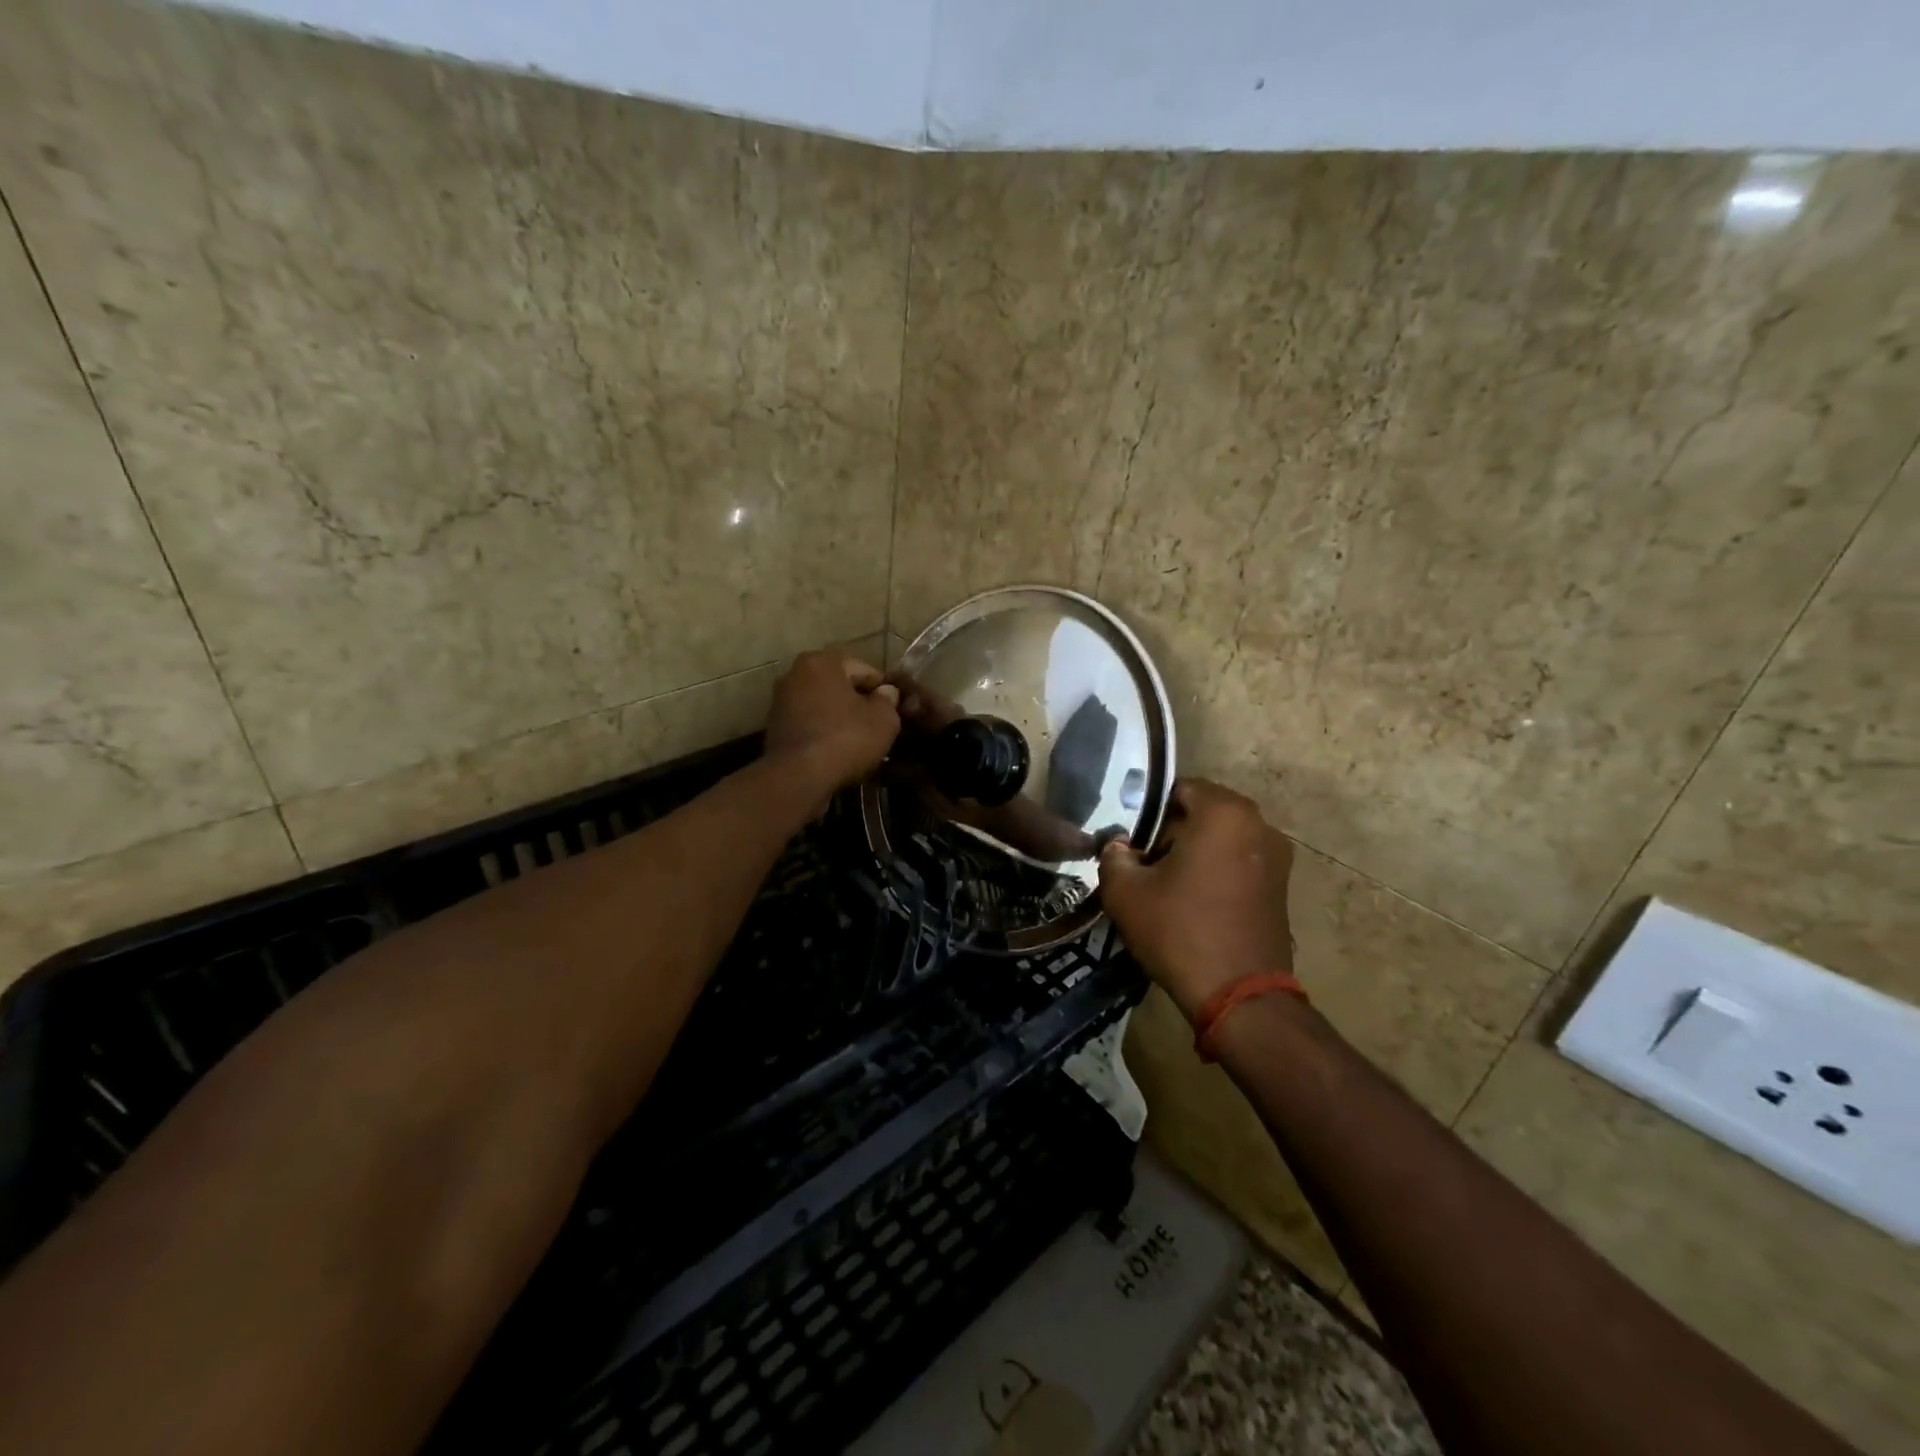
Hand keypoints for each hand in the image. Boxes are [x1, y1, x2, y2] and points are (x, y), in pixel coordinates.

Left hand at [764, 649, 901, 809]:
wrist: (799, 777)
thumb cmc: (846, 738)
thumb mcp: (883, 719)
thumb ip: (888, 700)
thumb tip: (886, 692)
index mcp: (822, 662)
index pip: (864, 670)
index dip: (882, 690)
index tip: (893, 710)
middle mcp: (795, 673)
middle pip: (839, 686)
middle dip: (858, 703)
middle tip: (877, 726)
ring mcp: (780, 701)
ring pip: (822, 706)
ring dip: (839, 719)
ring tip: (858, 742)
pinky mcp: (774, 728)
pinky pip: (809, 724)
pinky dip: (822, 733)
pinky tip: (836, 752)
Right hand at [1097, 779, 1295, 1021]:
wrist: (1239, 996)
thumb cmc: (1179, 930)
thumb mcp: (1126, 891)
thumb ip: (1114, 855)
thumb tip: (1118, 845)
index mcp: (1224, 812)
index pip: (1178, 789)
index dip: (1148, 811)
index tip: (1130, 840)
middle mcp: (1259, 824)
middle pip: (1203, 812)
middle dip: (1172, 832)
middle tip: (1143, 863)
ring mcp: (1277, 857)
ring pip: (1222, 839)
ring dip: (1195, 853)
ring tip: (1166, 885)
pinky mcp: (1282, 887)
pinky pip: (1240, 862)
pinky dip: (1216, 872)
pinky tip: (1193, 903)